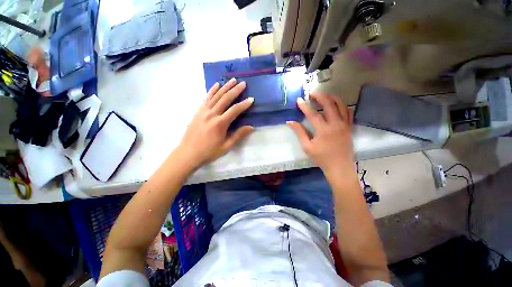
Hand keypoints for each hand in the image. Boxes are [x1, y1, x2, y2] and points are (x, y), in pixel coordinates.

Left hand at [176, 78, 253, 167]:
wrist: (188, 153)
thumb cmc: (209, 151)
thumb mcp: (226, 146)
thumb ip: (238, 135)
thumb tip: (251, 127)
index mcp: (220, 124)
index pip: (235, 110)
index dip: (244, 104)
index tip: (251, 99)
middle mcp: (212, 114)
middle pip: (225, 99)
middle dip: (235, 90)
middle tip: (243, 83)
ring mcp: (203, 111)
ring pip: (216, 96)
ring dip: (225, 87)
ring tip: (232, 80)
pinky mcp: (198, 111)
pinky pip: (206, 98)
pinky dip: (212, 90)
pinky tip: (217, 85)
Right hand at [287, 93, 353, 174]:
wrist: (339, 167)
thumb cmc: (321, 158)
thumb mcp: (307, 147)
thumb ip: (299, 132)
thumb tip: (290, 122)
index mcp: (323, 130)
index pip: (313, 114)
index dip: (305, 106)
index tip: (299, 100)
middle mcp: (335, 124)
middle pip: (329, 105)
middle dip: (320, 97)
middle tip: (312, 94)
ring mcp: (344, 125)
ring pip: (341, 105)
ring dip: (332, 98)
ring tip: (324, 95)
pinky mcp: (349, 127)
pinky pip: (348, 112)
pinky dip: (342, 105)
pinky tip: (336, 104)